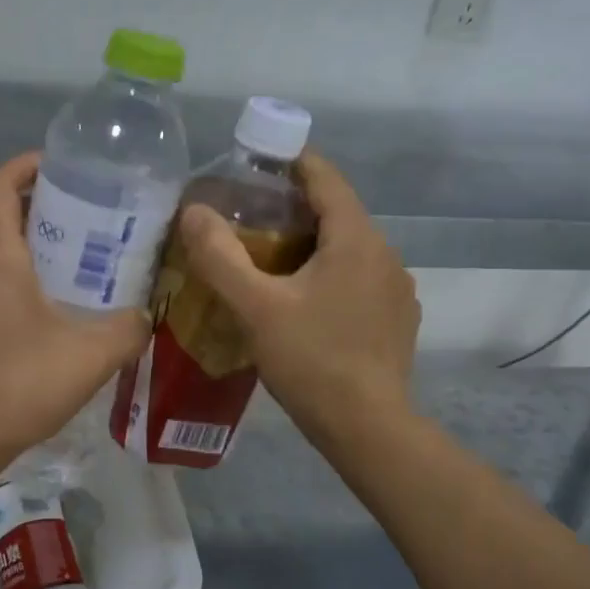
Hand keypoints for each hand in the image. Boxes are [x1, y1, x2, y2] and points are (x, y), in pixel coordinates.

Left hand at [0, 152, 149, 472]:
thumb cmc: (21, 382)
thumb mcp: (92, 355)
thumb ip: (128, 329)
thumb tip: (143, 319)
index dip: (25, 166)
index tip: (56, 166)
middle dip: (38, 219)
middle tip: (82, 232)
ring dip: (23, 263)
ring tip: (66, 284)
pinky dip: (7, 298)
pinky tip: (36, 332)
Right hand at [178, 151, 418, 443]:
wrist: (367, 428)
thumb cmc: (311, 361)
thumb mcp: (255, 308)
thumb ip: (220, 257)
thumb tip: (193, 211)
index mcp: (356, 240)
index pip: (325, 178)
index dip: (292, 162)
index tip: (257, 161)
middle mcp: (385, 254)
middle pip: (336, 214)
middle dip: (293, 209)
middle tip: (247, 219)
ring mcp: (396, 289)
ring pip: (347, 250)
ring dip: (311, 246)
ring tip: (270, 263)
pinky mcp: (396, 320)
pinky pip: (358, 280)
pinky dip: (329, 276)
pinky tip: (305, 304)